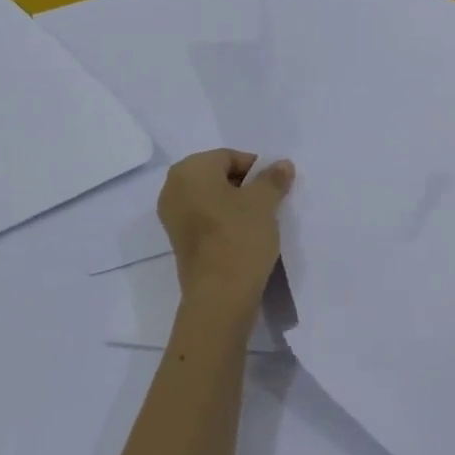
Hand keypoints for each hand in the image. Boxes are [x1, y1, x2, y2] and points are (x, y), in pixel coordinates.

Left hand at [158, 150, 295, 310]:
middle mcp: (173, 187)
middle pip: (217, 175)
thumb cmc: (239, 237)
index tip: (274, 188)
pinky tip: (243, 235)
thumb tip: (282, 164)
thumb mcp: (264, 202)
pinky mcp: (178, 239)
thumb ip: (273, 178)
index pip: (229, 157)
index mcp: (190, 170)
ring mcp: (172, 215)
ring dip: (234, 204)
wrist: (219, 296)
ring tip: (258, 220)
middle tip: (268, 202)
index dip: (256, 169)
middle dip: (244, 185)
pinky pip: (204, 217)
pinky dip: (223, 220)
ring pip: (211, 197)